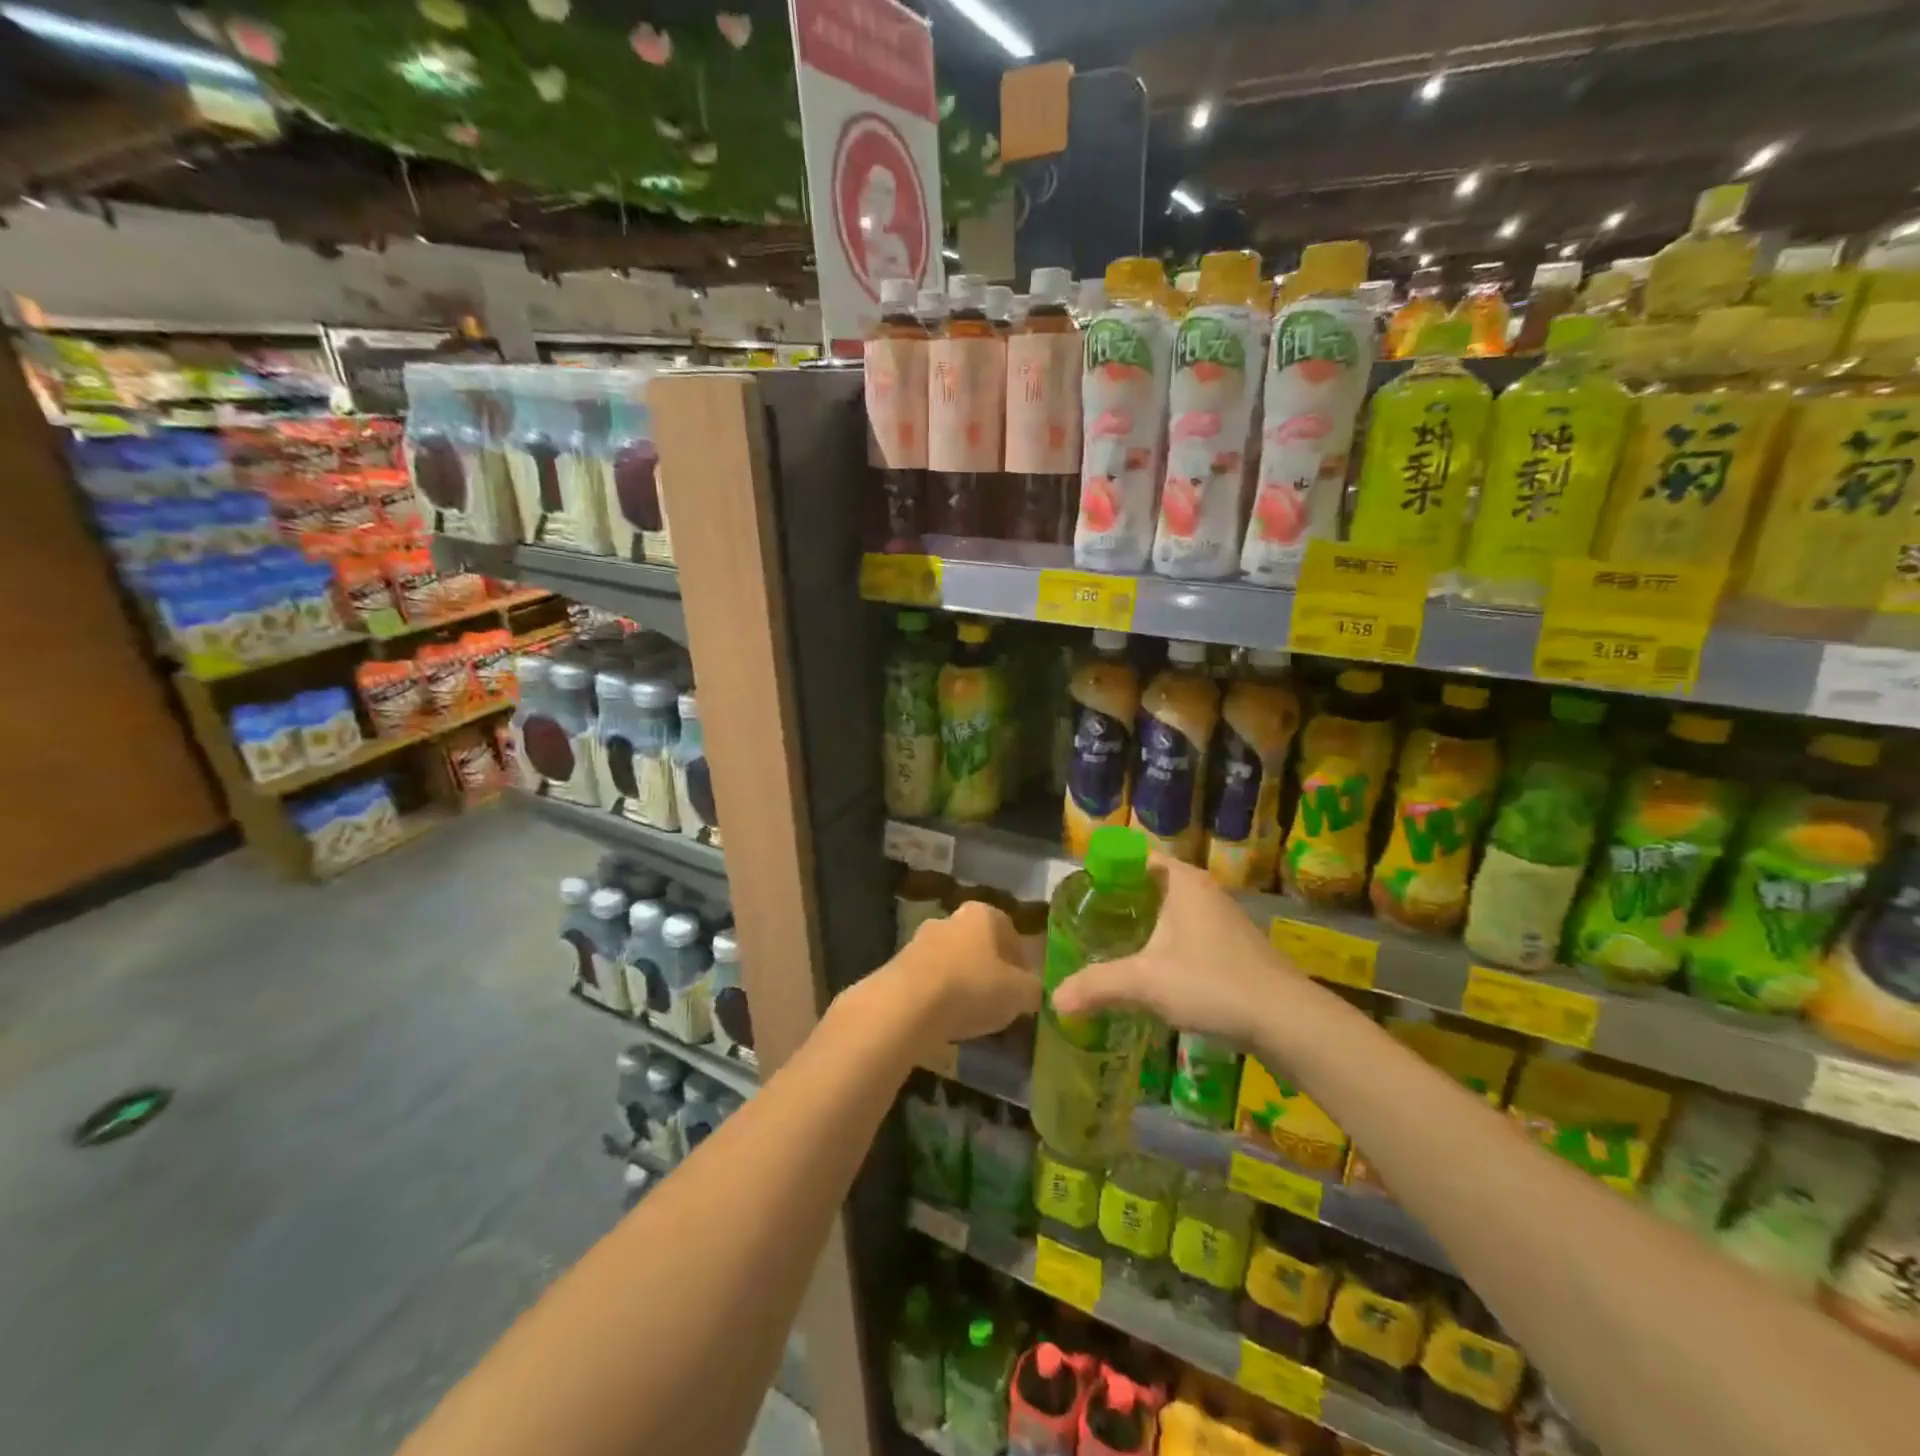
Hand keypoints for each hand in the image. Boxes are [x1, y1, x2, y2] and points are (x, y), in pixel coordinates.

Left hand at [871, 900, 1040, 1050]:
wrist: (907, 1005)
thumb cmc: (972, 988)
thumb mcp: (1020, 994)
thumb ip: (1033, 990)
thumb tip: (1034, 991)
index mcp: (982, 914)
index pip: (1008, 930)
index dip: (1020, 959)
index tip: (1024, 986)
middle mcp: (950, 919)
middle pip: (977, 944)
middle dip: (989, 970)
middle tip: (999, 1001)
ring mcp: (920, 940)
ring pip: (952, 961)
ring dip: (962, 983)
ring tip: (972, 1017)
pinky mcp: (898, 966)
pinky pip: (929, 981)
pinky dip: (939, 997)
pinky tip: (945, 1022)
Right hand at [1050, 854, 1297, 1043]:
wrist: (1287, 1022)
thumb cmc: (1212, 983)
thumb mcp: (1144, 982)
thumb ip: (1096, 986)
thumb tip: (1054, 1000)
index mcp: (1182, 881)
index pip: (1135, 857)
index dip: (1106, 870)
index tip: (1080, 894)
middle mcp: (1204, 891)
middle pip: (1151, 885)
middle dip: (1120, 902)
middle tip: (1087, 923)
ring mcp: (1223, 920)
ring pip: (1171, 913)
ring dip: (1144, 927)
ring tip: (1111, 948)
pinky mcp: (1234, 949)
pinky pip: (1188, 935)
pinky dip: (1166, 945)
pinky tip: (1151, 973)